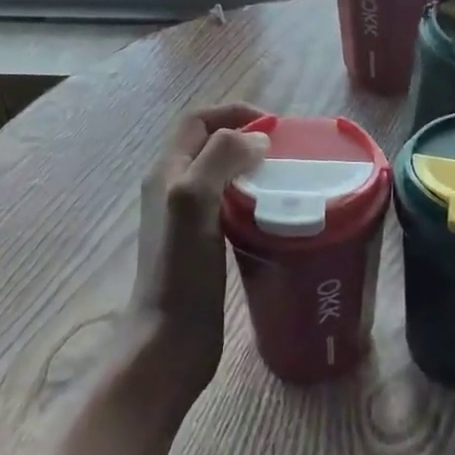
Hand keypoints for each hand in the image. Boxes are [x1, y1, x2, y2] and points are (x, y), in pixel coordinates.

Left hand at [133, 104, 270, 392]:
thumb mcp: (194, 201)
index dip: (233, 112)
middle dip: (247, 137)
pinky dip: (253, 198)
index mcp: (166, 171)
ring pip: (222, 175)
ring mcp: (188, 219)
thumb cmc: (181, 271)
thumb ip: (219, 159)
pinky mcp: (204, 245)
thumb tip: (257, 139)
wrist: (170, 342)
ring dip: (252, 168)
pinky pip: (230, 205)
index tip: (275, 126)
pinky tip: (277, 214)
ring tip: (288, 178)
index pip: (197, 120)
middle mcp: (173, 189)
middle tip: (287, 151)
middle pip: (210, 145)